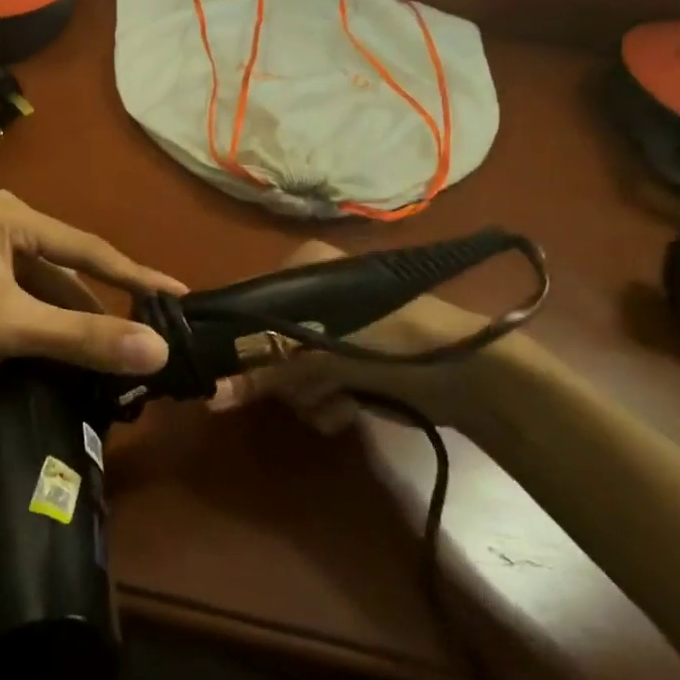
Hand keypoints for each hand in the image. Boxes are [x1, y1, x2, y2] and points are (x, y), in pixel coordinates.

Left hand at [0, 190, 187, 401]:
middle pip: (67, 269)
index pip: (88, 248)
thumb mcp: (10, 328)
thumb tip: (160, 349)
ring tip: (116, 355)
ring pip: (46, 290)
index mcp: (9, 215)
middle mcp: (0, 224)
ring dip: (75, 323)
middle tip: (149, 337)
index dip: (136, 276)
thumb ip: (83, 338)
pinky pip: (26, 302)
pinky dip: (48, 328)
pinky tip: (70, 354)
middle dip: (103, 307)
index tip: (180, 295)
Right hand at [204, 240, 523, 441]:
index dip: (238, 341)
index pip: (245, 302)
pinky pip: (315, 386)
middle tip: (305, 385)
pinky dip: (327, 403)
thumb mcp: (320, 353)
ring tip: (337, 399)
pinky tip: (349, 410)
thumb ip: (262, 372)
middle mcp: (311, 294)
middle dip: (284, 375)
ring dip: (308, 395)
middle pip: (264, 343)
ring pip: (288, 372)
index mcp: (301, 269)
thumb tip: (209, 396)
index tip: (237, 373)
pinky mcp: (350, 361)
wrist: (470, 375)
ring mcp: (332, 330)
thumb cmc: (391, 342)